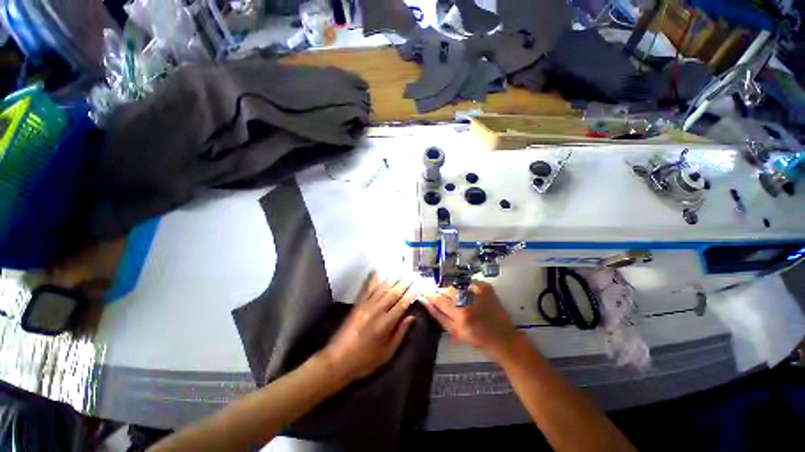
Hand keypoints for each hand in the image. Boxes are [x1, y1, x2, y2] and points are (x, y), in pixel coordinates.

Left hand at [319, 273, 417, 381]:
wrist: (337, 360)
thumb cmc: (365, 360)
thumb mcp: (387, 353)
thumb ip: (400, 333)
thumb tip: (411, 317)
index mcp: (385, 324)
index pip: (402, 303)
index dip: (412, 293)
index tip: (420, 285)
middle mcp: (377, 310)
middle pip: (394, 292)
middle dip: (406, 282)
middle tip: (415, 275)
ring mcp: (366, 305)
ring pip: (383, 287)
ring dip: (394, 278)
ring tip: (404, 271)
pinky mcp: (358, 304)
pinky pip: (368, 288)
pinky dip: (375, 278)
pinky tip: (380, 270)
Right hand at [423, 282, 521, 360]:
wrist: (504, 338)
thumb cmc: (478, 339)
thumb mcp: (455, 332)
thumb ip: (439, 316)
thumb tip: (426, 303)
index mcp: (460, 315)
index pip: (439, 299)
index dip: (430, 295)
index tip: (424, 292)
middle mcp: (469, 301)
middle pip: (447, 289)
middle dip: (442, 292)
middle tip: (444, 299)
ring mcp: (478, 291)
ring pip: (456, 285)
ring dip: (453, 290)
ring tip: (457, 299)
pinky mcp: (486, 287)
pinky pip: (468, 282)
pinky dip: (464, 287)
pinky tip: (468, 295)